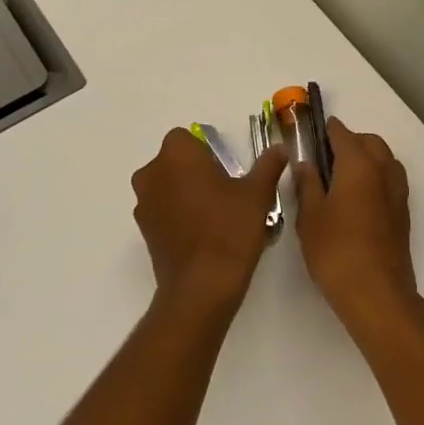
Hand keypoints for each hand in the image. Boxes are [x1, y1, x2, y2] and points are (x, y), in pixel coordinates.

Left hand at [131, 128, 285, 312]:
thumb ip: (268, 166)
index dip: (206, 151)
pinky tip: (201, 234)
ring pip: (165, 186)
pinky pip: (161, 210)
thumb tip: (280, 149)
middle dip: (193, 170)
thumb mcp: (257, 194)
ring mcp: (144, 203)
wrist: (202, 286)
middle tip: (223, 191)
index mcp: (177, 154)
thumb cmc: (230, 229)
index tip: (225, 169)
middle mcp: (153, 172)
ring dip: (183, 192)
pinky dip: (176, 214)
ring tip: (214, 215)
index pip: (186, 138)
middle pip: (173, 161)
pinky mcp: (143, 230)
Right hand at [296, 118, 419, 337]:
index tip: (313, 131)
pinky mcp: (402, 214)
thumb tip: (305, 163)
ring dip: (367, 158)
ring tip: (341, 177)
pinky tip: (357, 199)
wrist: (377, 294)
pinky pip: (390, 181)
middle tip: (325, 156)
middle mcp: (383, 171)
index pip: (343, 134)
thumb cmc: (336, 251)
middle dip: (350, 141)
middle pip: (370, 142)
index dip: (327, 130)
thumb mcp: (309, 217)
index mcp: (358, 165)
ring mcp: (397, 193)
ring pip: (384, 160)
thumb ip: (307, 184)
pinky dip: (376, 177)